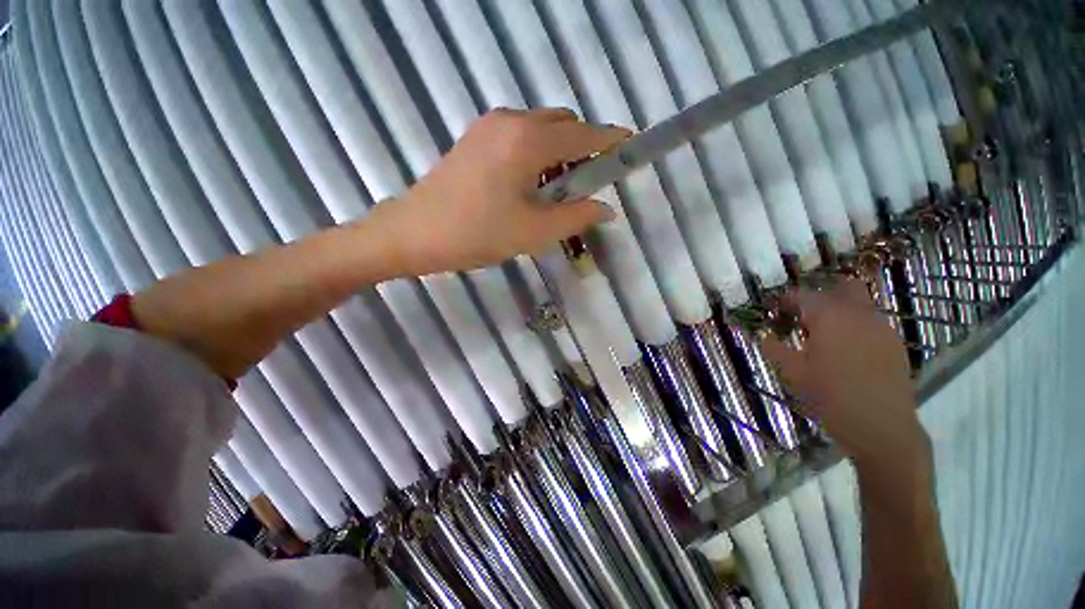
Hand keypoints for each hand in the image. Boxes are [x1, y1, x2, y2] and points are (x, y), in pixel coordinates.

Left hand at [370, 108, 628, 275]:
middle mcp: (512, 120)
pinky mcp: (476, 138)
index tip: (632, 148)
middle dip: (584, 148)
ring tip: (557, 192)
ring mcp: (489, 126)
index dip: (612, 141)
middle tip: (587, 185)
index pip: (585, 134)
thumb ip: (576, 217)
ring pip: (541, 129)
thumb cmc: (477, 233)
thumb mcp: (535, 232)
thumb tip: (607, 209)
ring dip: (559, 153)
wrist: (414, 233)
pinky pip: (520, 136)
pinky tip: (531, 185)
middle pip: (564, 124)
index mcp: (529, 140)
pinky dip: (537, 153)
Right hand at [761, 279, 928, 466]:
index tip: (773, 310)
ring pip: (859, 305)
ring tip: (822, 334)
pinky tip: (845, 350)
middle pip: (842, 288)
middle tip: (802, 315)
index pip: (803, 295)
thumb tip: (762, 335)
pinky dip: (854, 326)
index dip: (784, 300)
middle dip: (820, 296)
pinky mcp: (894, 345)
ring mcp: (882, 328)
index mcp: (830, 317)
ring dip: (839, 311)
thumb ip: (774, 348)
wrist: (882, 427)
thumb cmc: (830, 396)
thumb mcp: (792, 373)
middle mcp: (859, 314)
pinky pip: (871, 323)